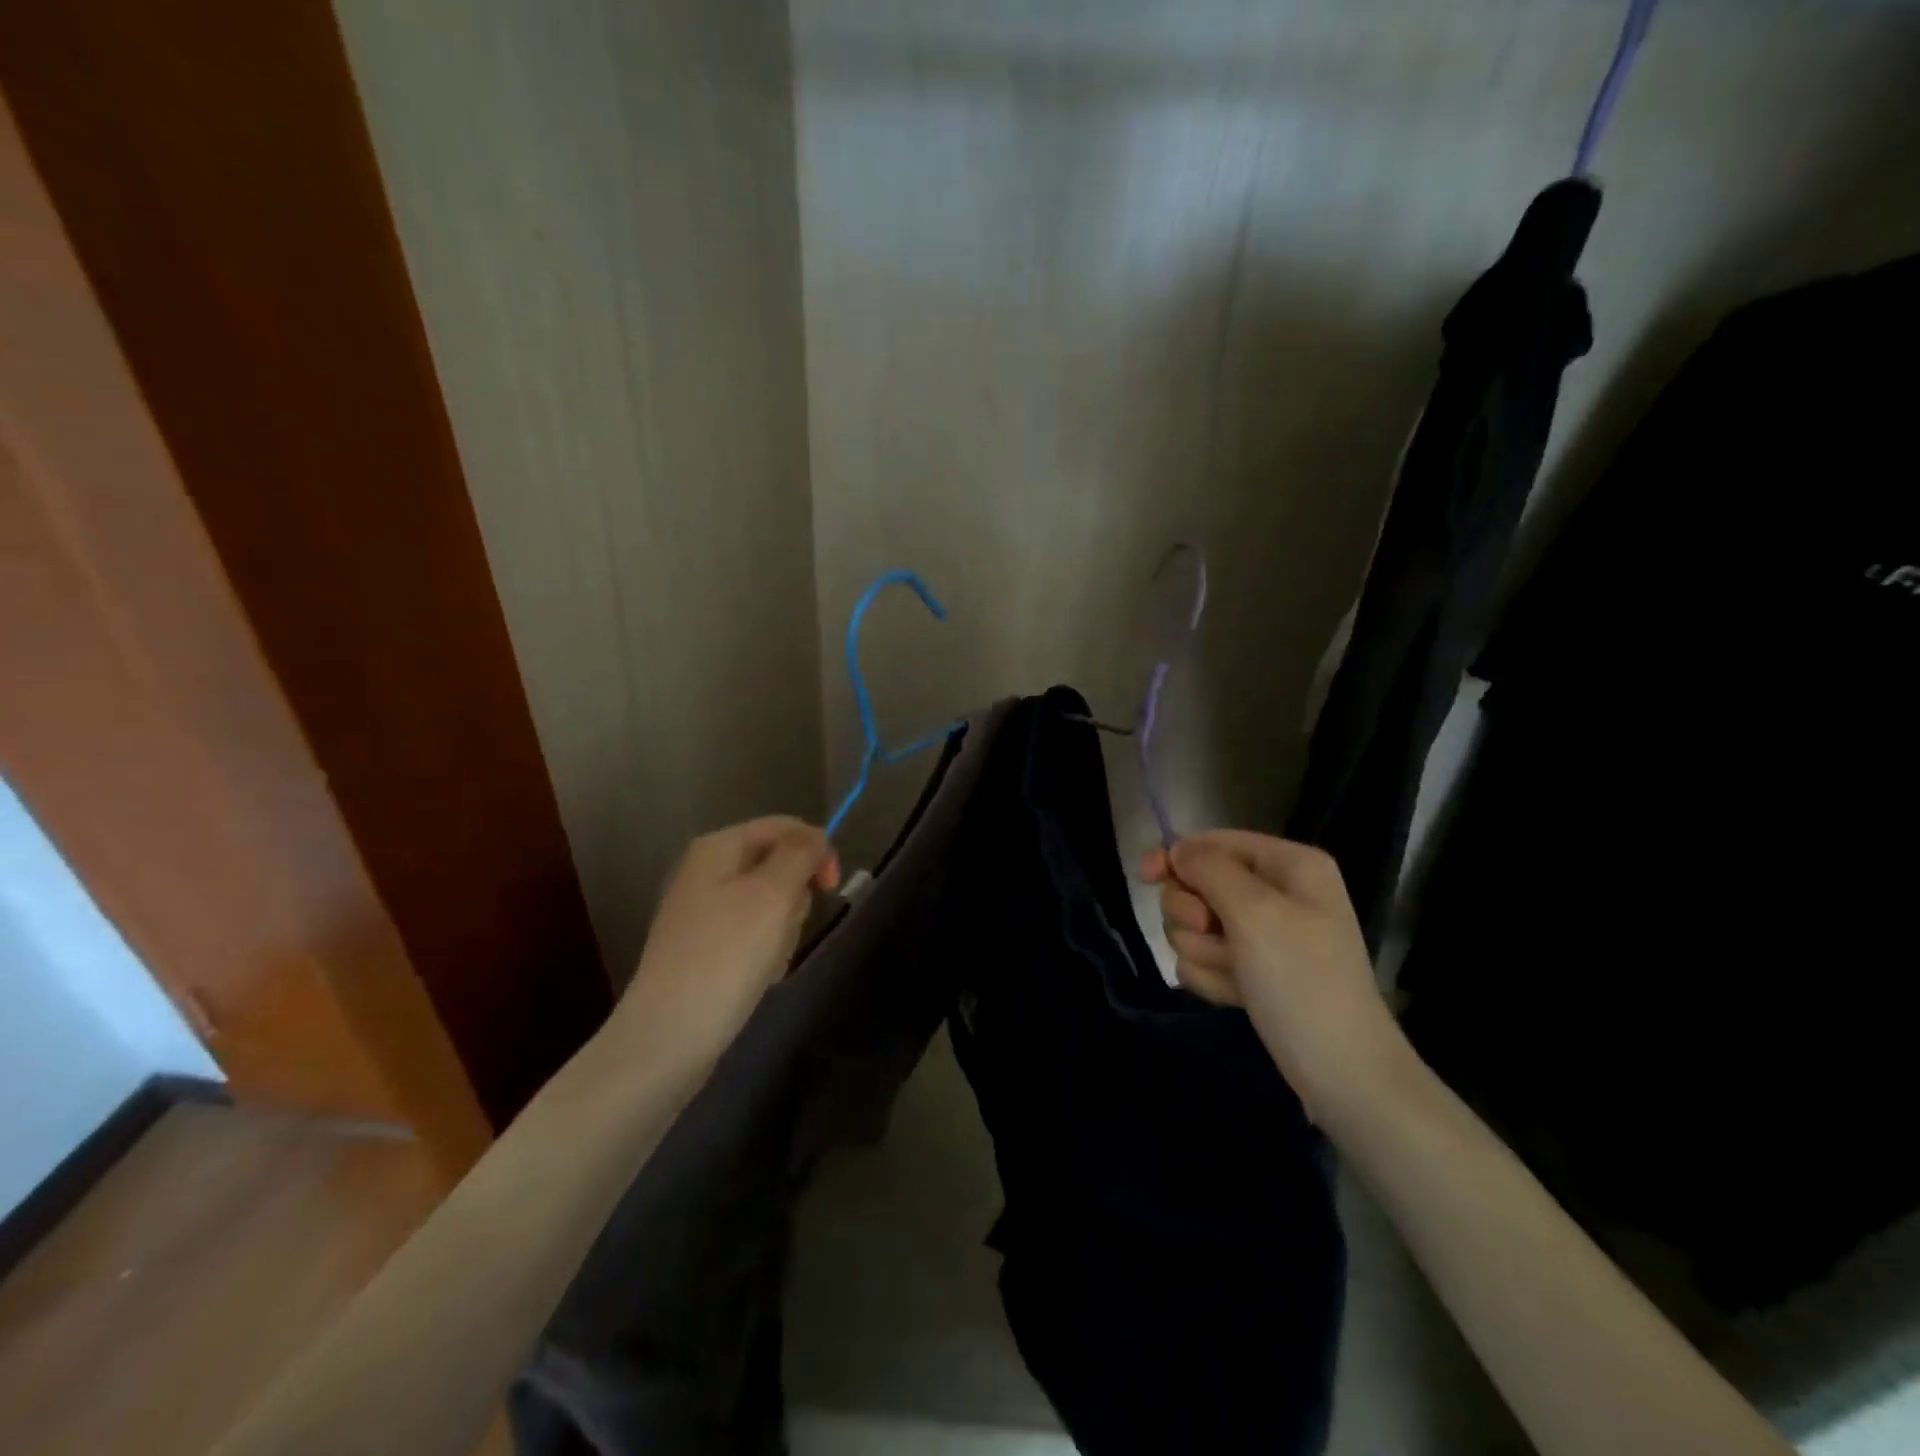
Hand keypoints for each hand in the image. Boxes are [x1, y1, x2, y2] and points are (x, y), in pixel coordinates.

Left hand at [615, 816, 838, 1063]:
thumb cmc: (727, 954)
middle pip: (778, 865)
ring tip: (768, 960)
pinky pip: (753, 935)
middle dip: (795, 896)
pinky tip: (757, 976)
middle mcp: (706, 871)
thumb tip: (814, 836)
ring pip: (770, 904)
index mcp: (718, 847)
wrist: (671, 1035)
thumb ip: (800, 854)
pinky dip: (765, 952)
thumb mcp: (774, 893)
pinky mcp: (705, 947)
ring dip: (782, 930)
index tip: (831, 887)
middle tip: (784, 927)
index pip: (784, 827)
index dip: (816, 849)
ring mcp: (703, 911)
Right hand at [1141, 830, 1401, 1117]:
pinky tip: (1236, 995)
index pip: (1214, 842)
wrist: (1340, 1071)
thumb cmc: (1302, 981)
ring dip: (1203, 952)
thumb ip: (1210, 869)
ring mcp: (1262, 934)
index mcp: (1289, 865)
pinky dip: (1211, 977)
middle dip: (1194, 914)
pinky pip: (1203, 958)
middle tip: (1212, 936)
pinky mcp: (1249, 970)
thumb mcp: (1255, 913)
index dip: (1177, 856)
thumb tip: (1178, 848)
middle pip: (1198, 883)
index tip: (1145, 877)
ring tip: (1235, 976)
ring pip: (1194, 924)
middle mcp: (1275, 892)